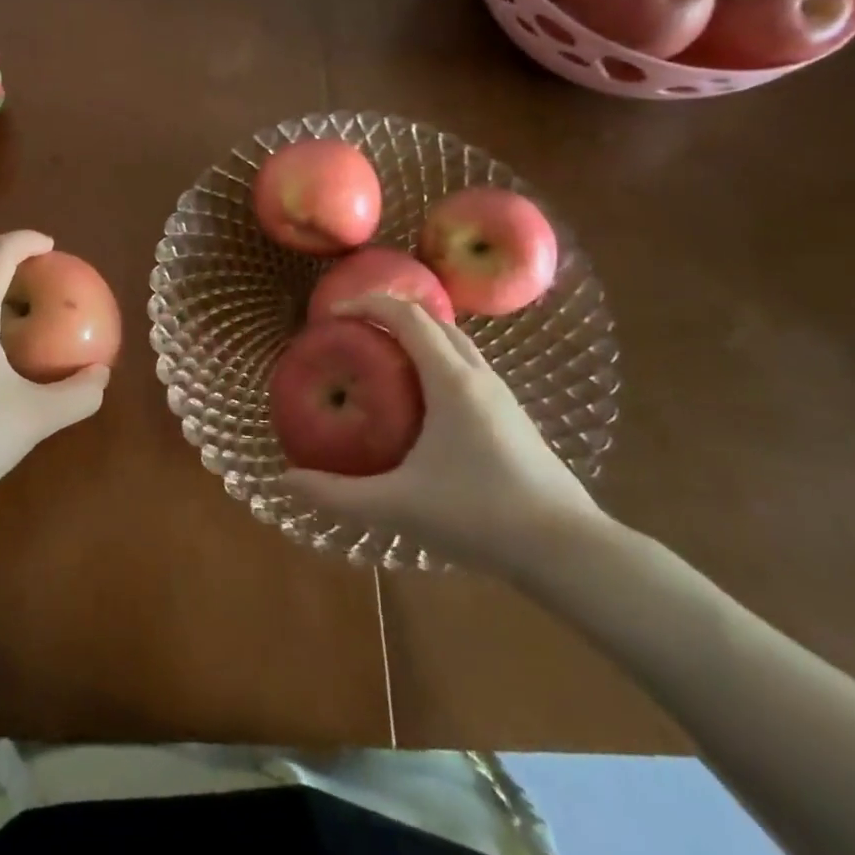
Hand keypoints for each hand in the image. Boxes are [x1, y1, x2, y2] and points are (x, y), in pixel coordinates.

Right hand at [279, 294, 610, 578]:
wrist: (568, 550)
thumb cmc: (479, 516)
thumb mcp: (398, 506)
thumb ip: (338, 494)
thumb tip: (286, 482)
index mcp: (450, 381)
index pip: (407, 316)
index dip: (366, 304)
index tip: (330, 315)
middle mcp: (477, 376)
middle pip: (433, 321)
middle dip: (389, 314)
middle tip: (352, 332)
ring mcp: (501, 395)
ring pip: (455, 343)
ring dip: (416, 336)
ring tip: (380, 359)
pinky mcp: (511, 417)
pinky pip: (467, 367)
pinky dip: (436, 360)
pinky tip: (420, 400)